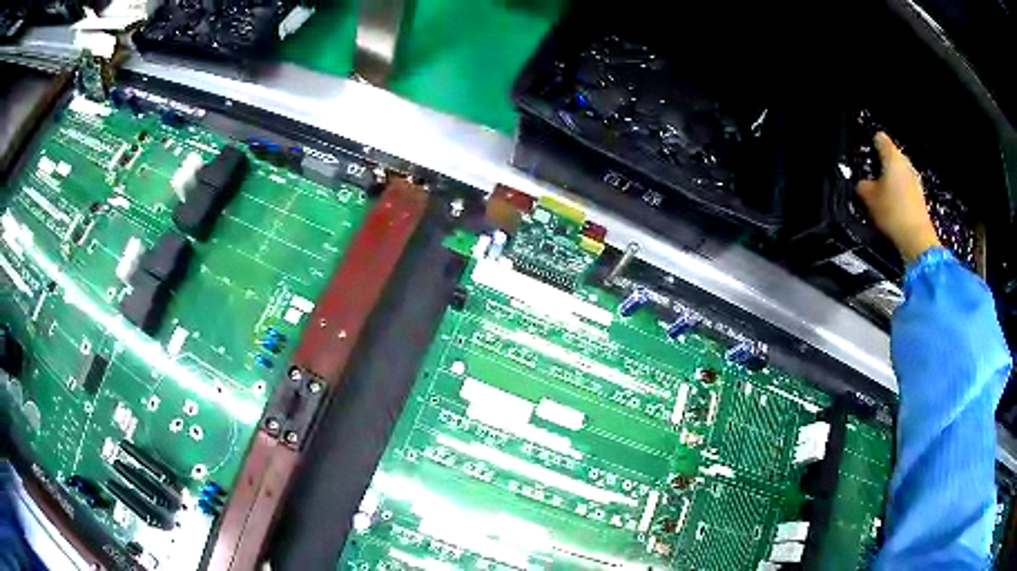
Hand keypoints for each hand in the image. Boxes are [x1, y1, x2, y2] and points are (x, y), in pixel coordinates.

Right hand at [857, 132, 940, 262]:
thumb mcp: (869, 198)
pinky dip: (900, 195)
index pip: (879, 138)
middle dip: (882, 165)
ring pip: (900, 173)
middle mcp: (905, 162)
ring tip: (883, 198)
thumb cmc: (894, 213)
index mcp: (891, 155)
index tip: (867, 157)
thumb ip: (862, 185)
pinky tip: (895, 209)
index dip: (871, 145)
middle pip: (891, 156)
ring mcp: (915, 179)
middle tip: (873, 181)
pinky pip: (907, 189)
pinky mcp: (920, 196)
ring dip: (892, 181)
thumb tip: (862, 184)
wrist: (917, 239)